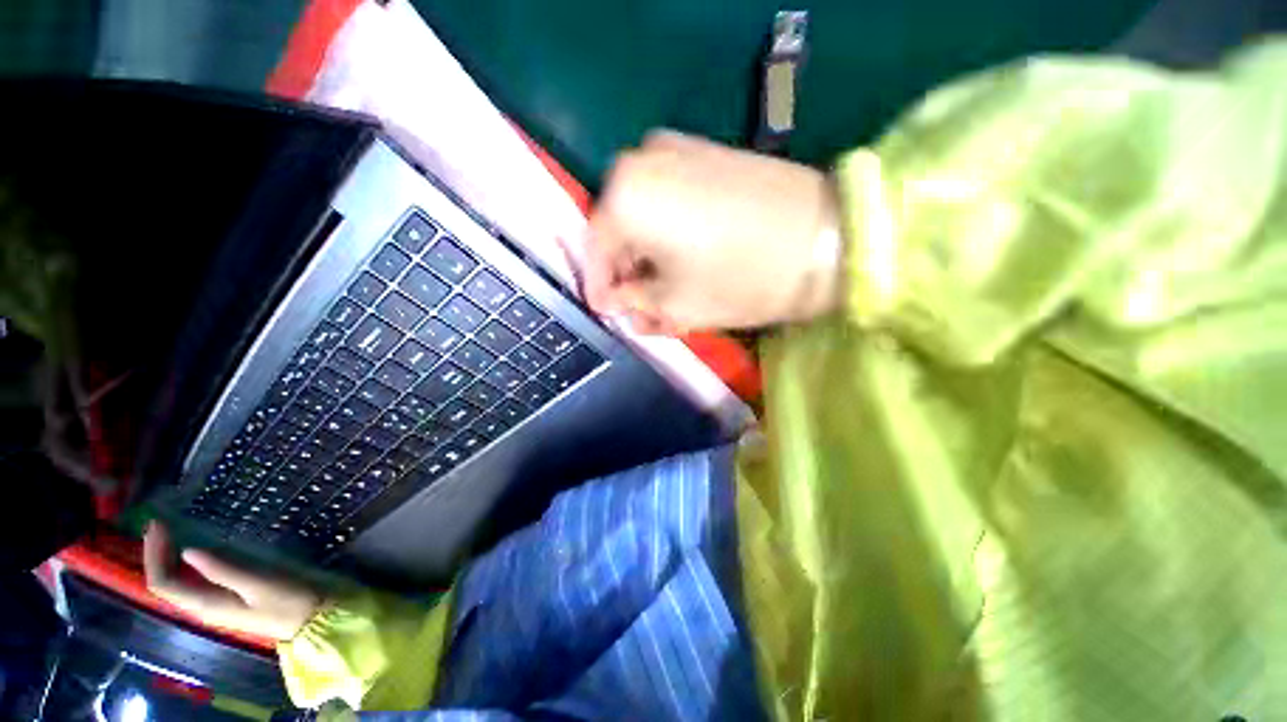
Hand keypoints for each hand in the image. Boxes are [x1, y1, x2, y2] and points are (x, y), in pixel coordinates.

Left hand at [144, 522, 321, 641]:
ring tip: (169, 533)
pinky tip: (190, 552)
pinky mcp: (222, 600)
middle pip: (164, 584)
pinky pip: (189, 583)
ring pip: (175, 584)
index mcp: (204, 604)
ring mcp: (211, 605)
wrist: (308, 620)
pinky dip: (182, 565)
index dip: (153, 554)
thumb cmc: (285, 601)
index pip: (163, 583)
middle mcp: (200, 607)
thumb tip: (187, 551)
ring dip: (166, 558)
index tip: (157, 525)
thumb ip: (222, 570)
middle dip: (156, 554)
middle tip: (159, 523)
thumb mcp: (257, 583)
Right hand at [586, 130, 843, 332]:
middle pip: (618, 228)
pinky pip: (667, 197)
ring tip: (660, 288)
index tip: (606, 312)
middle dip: (624, 270)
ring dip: (646, 253)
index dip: (599, 287)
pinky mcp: (704, 152)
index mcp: (626, 197)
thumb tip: (616, 302)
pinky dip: (666, 230)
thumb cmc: (742, 277)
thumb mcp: (678, 305)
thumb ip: (636, 304)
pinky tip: (680, 258)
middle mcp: (641, 161)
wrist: (827, 236)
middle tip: (636, 304)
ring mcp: (675, 149)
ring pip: (643, 212)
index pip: (595, 250)